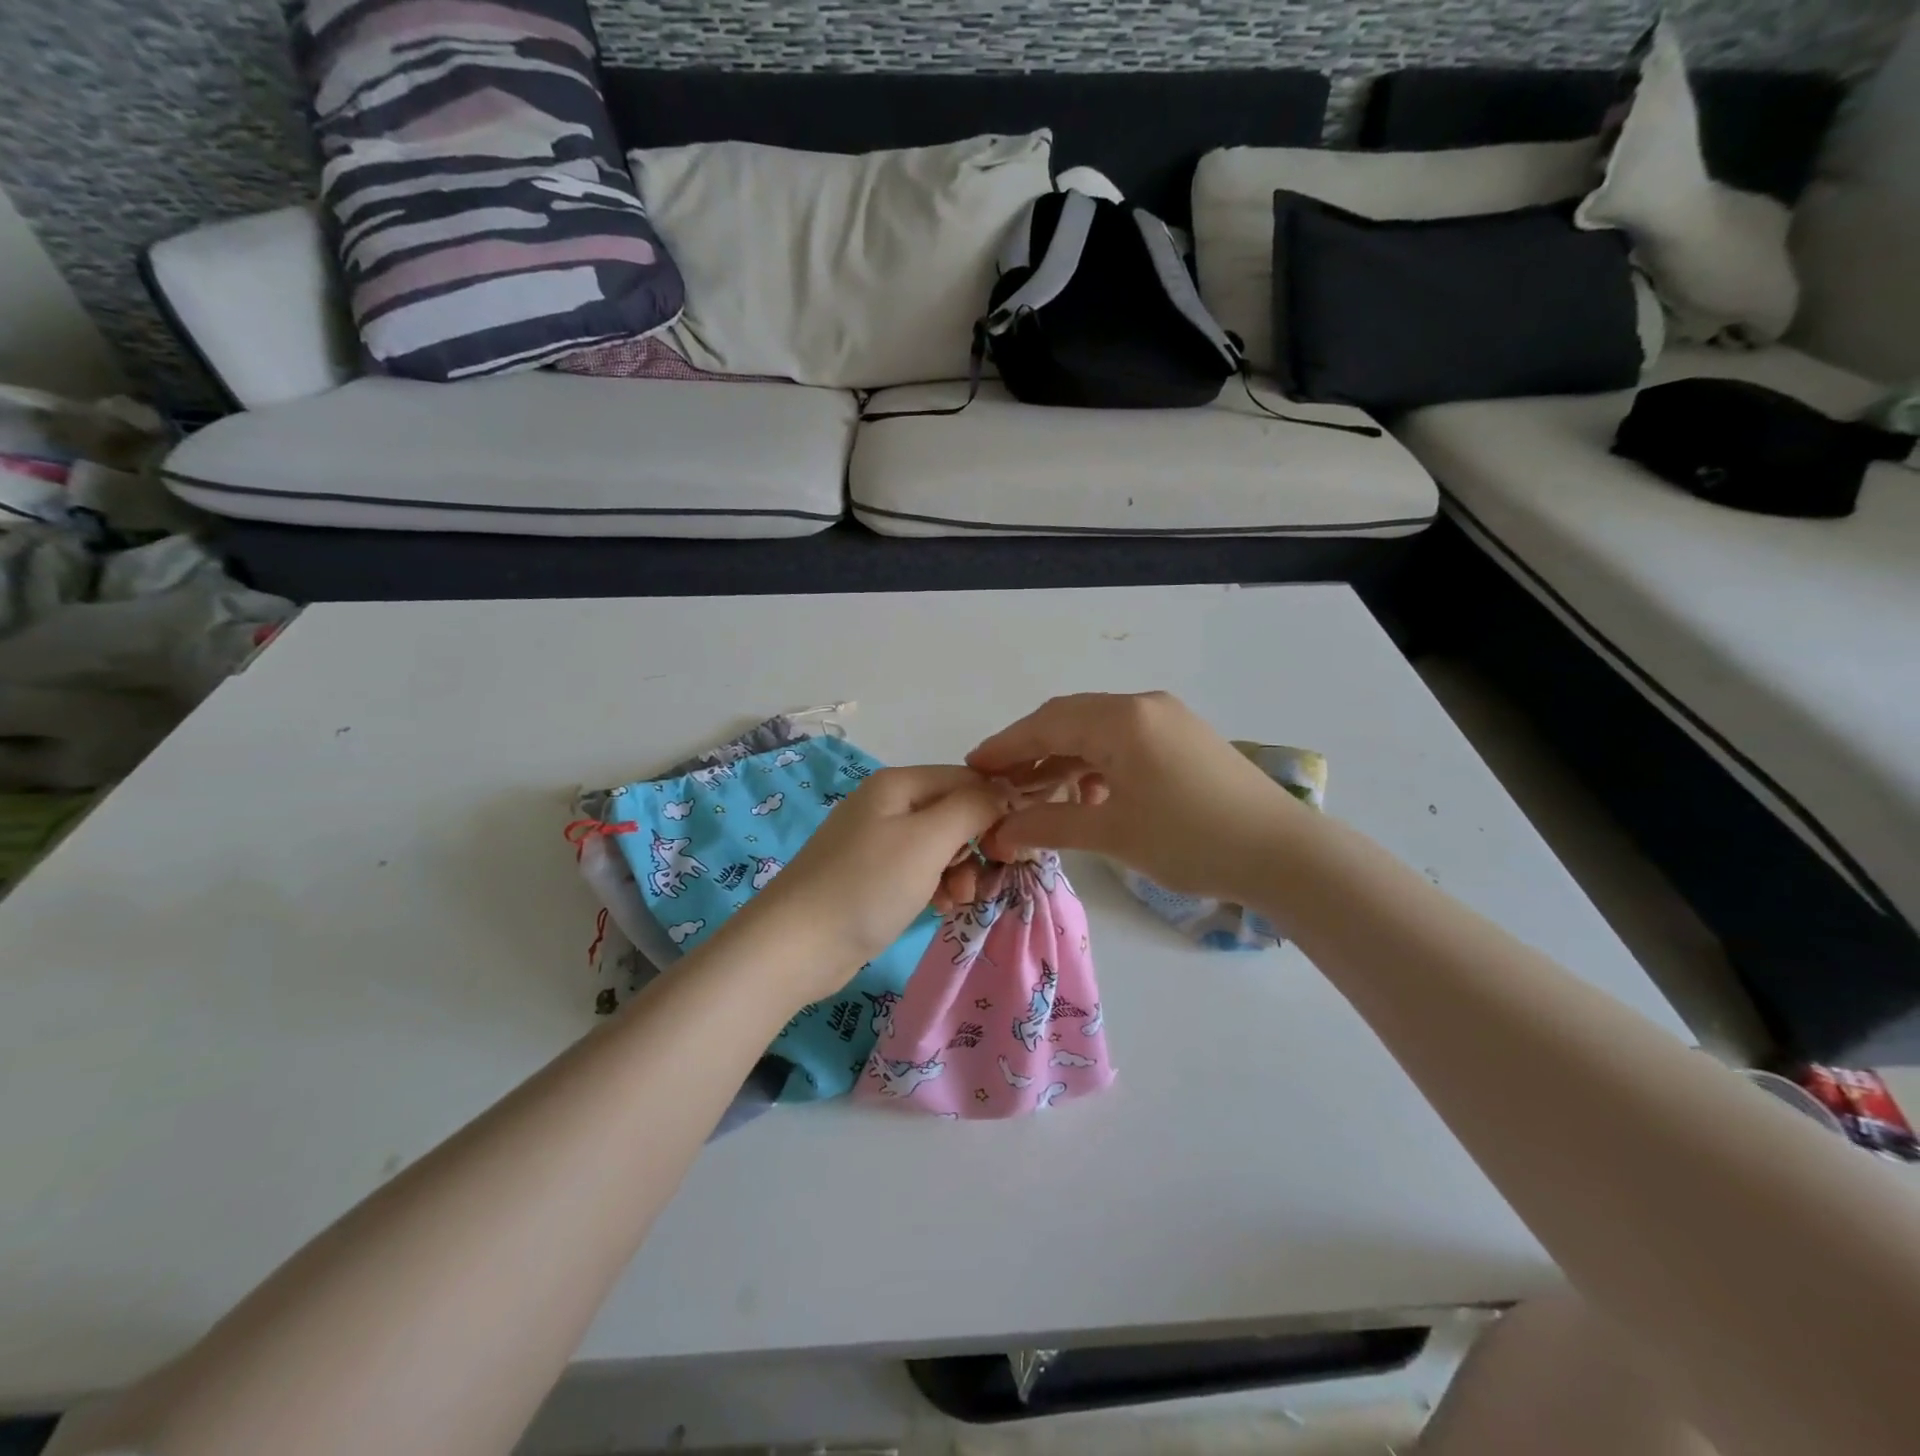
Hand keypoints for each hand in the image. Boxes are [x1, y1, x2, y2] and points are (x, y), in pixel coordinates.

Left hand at [726, 765, 1010, 1005]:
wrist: (796, 946)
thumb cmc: (867, 885)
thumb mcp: (928, 840)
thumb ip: (973, 808)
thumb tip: (1004, 790)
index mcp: (898, 784)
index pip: (967, 779)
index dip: (996, 807)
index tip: (1015, 846)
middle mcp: (888, 804)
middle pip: (954, 812)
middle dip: (977, 843)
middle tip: (990, 874)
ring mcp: (877, 842)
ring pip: (940, 845)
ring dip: (960, 869)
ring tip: (960, 899)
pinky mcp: (872, 876)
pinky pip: (919, 870)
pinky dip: (937, 885)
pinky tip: (941, 908)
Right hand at [965, 692, 1305, 905]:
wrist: (1283, 854)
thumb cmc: (1191, 840)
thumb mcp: (1112, 833)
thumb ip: (1048, 825)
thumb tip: (998, 832)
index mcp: (1122, 719)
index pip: (1046, 724)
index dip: (1005, 746)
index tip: (971, 767)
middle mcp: (1143, 706)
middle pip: (1069, 719)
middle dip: (1029, 749)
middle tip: (998, 781)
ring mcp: (1168, 719)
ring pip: (1097, 731)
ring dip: (1063, 758)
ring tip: (1036, 793)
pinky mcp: (1184, 738)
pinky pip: (1124, 742)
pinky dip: (1096, 764)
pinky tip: (1087, 796)